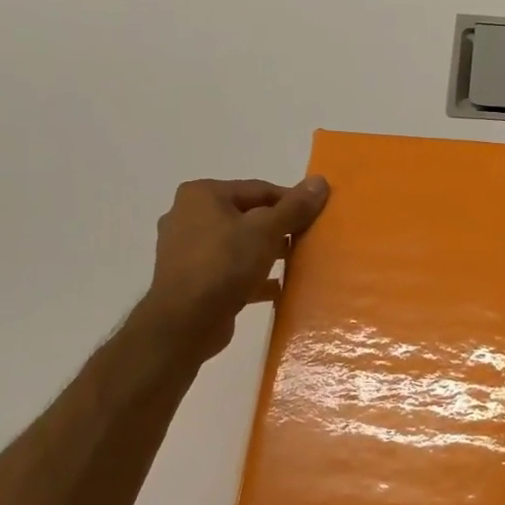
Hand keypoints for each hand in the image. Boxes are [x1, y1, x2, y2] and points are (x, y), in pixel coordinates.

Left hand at [137, 176, 329, 361]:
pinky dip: (252, 276)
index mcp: (202, 195)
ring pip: (238, 244)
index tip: (316, 217)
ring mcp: (186, 250)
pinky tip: (276, 288)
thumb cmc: (224, 264)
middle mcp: (188, 216)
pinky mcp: (191, 279)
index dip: (291, 202)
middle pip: (247, 216)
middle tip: (307, 241)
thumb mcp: (266, 230)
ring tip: (296, 263)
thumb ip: (294, 207)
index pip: (259, 190)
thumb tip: (320, 181)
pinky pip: (229, 270)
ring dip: (266, 253)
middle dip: (279, 229)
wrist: (185, 322)